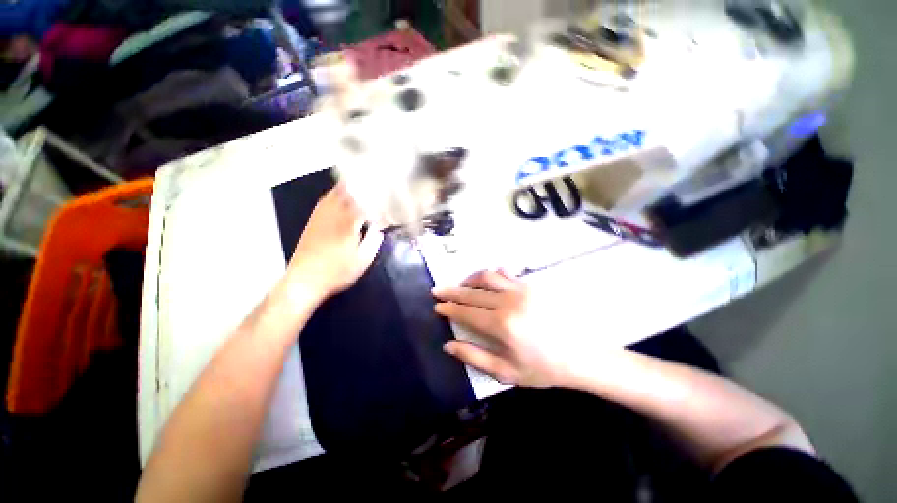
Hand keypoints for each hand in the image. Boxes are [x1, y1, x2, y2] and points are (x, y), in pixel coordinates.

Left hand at [287, 182, 383, 301]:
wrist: (304, 279)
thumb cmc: (337, 271)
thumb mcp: (363, 260)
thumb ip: (373, 242)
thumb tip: (379, 229)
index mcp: (348, 224)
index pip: (362, 201)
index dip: (372, 193)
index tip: (381, 189)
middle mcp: (333, 215)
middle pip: (346, 192)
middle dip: (358, 184)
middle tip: (370, 179)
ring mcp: (320, 217)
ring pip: (333, 194)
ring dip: (345, 187)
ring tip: (356, 182)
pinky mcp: (312, 222)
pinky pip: (323, 201)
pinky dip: (333, 195)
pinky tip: (337, 196)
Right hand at [432, 270, 569, 387]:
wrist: (581, 356)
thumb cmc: (542, 368)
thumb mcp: (506, 372)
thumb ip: (474, 357)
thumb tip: (448, 345)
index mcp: (501, 325)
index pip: (466, 312)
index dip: (449, 308)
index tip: (437, 305)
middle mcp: (508, 302)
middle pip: (472, 292)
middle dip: (452, 291)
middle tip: (438, 290)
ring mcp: (521, 290)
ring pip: (487, 277)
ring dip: (469, 280)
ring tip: (460, 285)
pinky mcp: (531, 286)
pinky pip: (506, 274)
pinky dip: (491, 275)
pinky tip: (487, 280)